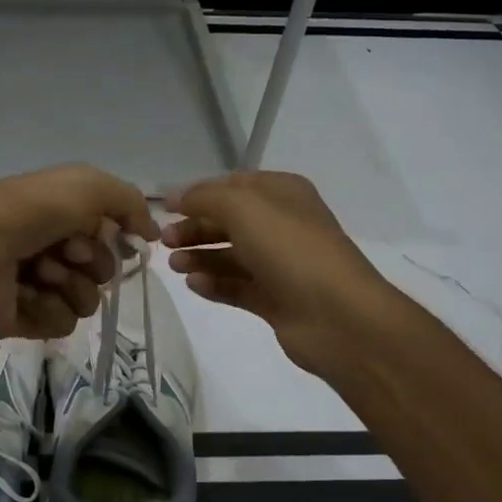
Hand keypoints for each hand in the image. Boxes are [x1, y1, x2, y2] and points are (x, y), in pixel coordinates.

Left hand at [0, 165, 160, 341]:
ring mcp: (36, 285)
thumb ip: (128, 201)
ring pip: (87, 299)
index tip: (101, 231)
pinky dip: (48, 309)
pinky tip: (24, 296)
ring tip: (38, 274)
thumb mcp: (85, 185)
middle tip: (63, 251)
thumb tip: (149, 234)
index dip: (110, 233)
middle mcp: (48, 247)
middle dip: (90, 259)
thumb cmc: (25, 213)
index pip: (108, 231)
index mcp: (57, 213)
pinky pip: (63, 323)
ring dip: (70, 285)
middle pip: (103, 267)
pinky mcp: (25, 319)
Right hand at [163, 170, 402, 376]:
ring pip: (230, 256)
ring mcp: (280, 265)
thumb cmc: (290, 249)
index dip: (198, 194)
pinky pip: (236, 287)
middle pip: (228, 222)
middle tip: (164, 240)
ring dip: (200, 257)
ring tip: (175, 265)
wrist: (336, 315)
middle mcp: (282, 225)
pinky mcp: (274, 299)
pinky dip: (214, 284)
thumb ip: (204, 198)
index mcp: (282, 194)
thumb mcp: (243, 207)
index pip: (233, 186)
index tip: (165, 207)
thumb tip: (176, 198)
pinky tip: (194, 285)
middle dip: (195, 228)